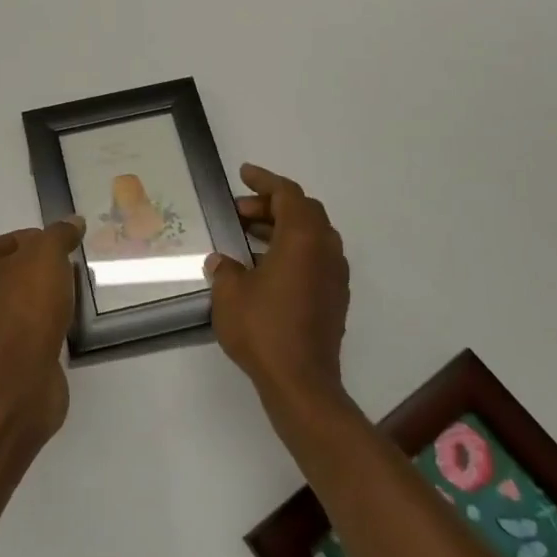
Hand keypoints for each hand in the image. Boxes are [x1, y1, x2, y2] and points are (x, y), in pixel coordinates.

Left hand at [0, 217, 84, 439]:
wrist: (16, 379)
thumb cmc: (23, 306)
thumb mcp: (46, 255)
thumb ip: (60, 234)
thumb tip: (74, 222)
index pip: (3, 243)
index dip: (35, 242)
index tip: (62, 251)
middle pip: (9, 275)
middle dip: (39, 273)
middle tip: (69, 274)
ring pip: (16, 306)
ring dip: (41, 303)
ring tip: (71, 301)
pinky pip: (22, 335)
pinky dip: (41, 330)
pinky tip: (63, 329)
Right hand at [206, 164, 349, 409]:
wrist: (301, 383)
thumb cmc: (264, 329)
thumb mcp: (230, 293)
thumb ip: (225, 268)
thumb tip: (222, 261)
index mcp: (303, 239)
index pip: (288, 194)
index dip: (265, 180)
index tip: (243, 174)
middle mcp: (326, 250)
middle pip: (303, 211)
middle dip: (270, 205)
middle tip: (239, 211)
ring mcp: (334, 275)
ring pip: (311, 235)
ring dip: (281, 228)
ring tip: (246, 235)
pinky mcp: (334, 297)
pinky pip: (315, 257)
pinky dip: (291, 249)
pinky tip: (264, 266)